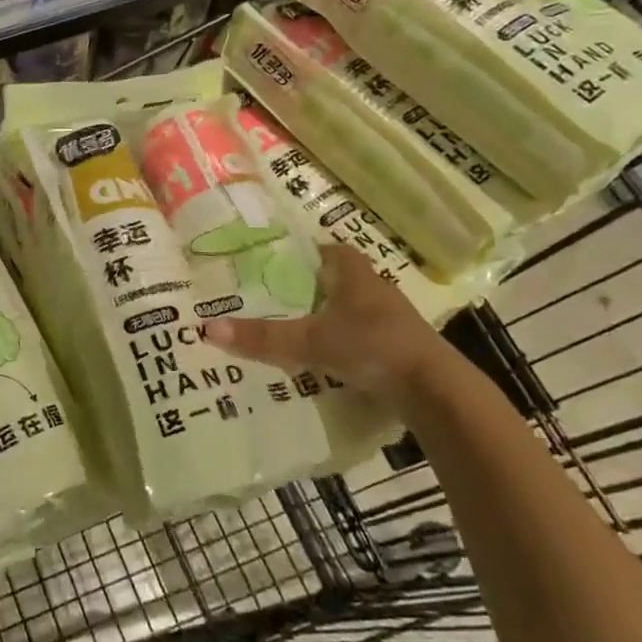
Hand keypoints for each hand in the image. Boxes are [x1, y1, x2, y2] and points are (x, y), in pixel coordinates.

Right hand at [207, 243, 459, 409]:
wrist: (434, 391)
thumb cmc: (372, 347)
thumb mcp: (311, 342)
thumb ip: (263, 338)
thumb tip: (207, 329)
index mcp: (356, 275)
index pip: (330, 250)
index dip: (307, 252)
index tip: (278, 261)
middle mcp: (375, 291)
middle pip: (340, 280)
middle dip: (311, 286)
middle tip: (275, 295)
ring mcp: (391, 321)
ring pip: (352, 309)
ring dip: (329, 315)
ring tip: (294, 327)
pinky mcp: (399, 349)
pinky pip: (363, 336)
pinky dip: (344, 341)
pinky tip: (325, 358)